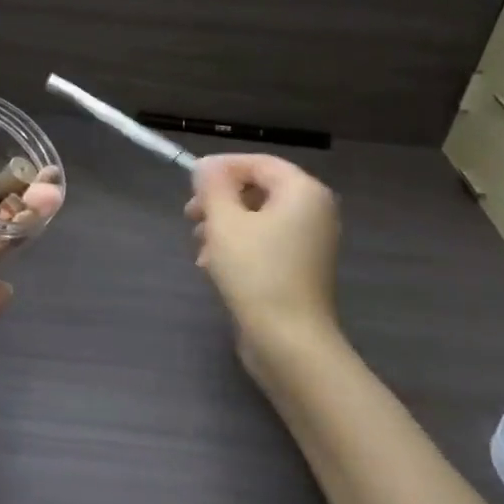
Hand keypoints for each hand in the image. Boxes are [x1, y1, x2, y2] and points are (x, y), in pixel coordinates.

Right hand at [185, 153, 340, 359]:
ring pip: (257, 218)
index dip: (222, 167)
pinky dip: (237, 246)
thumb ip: (213, 186)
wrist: (288, 340)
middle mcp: (314, 211)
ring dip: (223, 225)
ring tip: (199, 245)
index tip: (189, 181)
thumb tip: (206, 167)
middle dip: (220, 199)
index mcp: (303, 192)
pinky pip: (264, 242)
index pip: (259, 162)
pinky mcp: (298, 267)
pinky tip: (211, 265)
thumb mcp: (224, 222)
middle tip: (190, 215)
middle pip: (258, 189)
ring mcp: (309, 242)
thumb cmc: (256, 272)